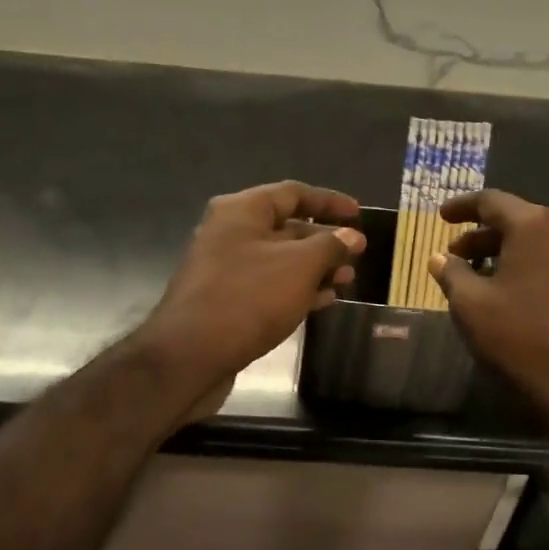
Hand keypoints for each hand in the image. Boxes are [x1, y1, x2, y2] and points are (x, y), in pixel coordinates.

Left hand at [140, 181, 365, 411]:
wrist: (190, 356)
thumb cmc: (248, 298)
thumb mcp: (299, 266)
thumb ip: (330, 246)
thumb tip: (351, 235)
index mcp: (241, 210)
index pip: (293, 193)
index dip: (329, 201)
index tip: (358, 214)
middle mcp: (229, 232)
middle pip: (285, 226)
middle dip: (324, 240)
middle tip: (356, 255)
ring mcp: (225, 267)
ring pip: (279, 259)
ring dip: (314, 268)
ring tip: (346, 281)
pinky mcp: (225, 299)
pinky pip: (268, 285)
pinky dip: (296, 289)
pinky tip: (322, 301)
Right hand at [429, 190, 548, 458]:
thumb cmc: (522, 341)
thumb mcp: (471, 306)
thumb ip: (452, 273)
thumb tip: (440, 258)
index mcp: (537, 226)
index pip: (492, 201)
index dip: (462, 207)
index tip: (442, 217)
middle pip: (521, 221)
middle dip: (485, 236)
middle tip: (458, 255)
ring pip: (545, 243)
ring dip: (513, 253)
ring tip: (488, 276)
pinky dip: (540, 269)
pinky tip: (524, 294)